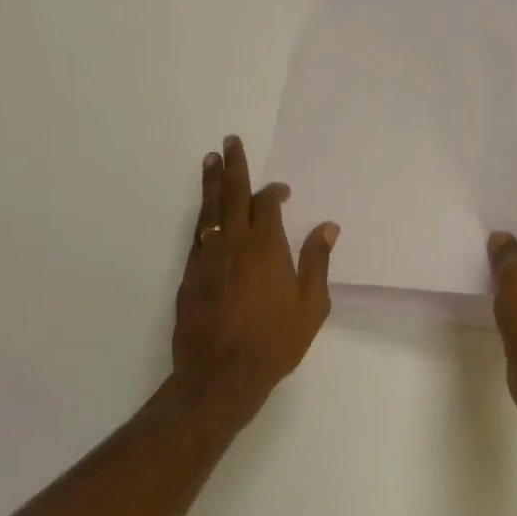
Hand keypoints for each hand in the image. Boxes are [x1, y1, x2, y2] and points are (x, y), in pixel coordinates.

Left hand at [173, 136, 338, 418]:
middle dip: (232, 165)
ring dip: (210, 183)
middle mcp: (232, 243)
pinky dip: (202, 217)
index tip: (281, 190)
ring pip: (208, 210)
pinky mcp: (189, 275)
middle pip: (230, 194)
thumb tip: (327, 227)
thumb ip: (317, 262)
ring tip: (210, 161)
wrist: (221, 373)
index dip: (273, 191)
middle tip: (229, 142)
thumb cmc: (274, 342)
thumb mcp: (311, 306)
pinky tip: (204, 213)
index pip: (266, 203)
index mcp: (265, 246)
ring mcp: (206, 257)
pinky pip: (197, 235)